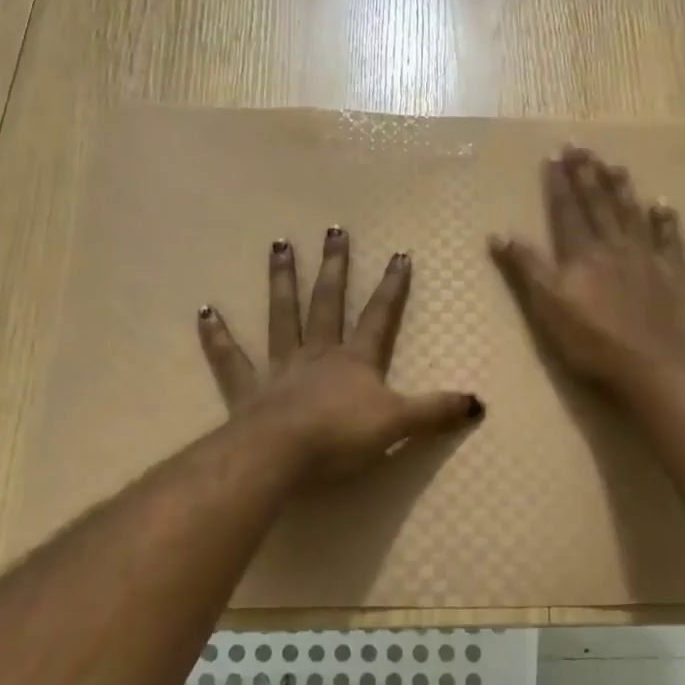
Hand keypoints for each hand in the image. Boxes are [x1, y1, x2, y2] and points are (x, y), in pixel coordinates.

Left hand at [197, 227, 483, 475]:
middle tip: (333, 230)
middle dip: (334, 267)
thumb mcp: (398, 424)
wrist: (281, 454)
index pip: (379, 317)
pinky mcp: (246, 390)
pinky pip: (231, 359)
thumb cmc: (341, 437)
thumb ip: (435, 412)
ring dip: (282, 281)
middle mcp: (317, 354)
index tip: (398, 255)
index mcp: (354, 361)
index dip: (391, 288)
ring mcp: (280, 368)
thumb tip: (479, 404)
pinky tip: (205, 312)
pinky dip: (218, 337)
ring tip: (279, 246)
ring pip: (281, 316)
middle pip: (327, 303)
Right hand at [490, 147, 684, 394]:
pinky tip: (663, 204)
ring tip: (614, 164)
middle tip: (580, 147)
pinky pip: (670, 240)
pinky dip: (666, 221)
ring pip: (631, 215)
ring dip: (621, 189)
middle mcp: (613, 247)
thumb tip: (499, 234)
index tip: (553, 156)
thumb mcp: (547, 308)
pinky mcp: (673, 275)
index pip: (566, 212)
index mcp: (581, 255)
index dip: (558, 185)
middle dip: (586, 175)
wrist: (652, 365)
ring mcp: (647, 259)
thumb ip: (526, 269)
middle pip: (598, 205)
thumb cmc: (592, 343)